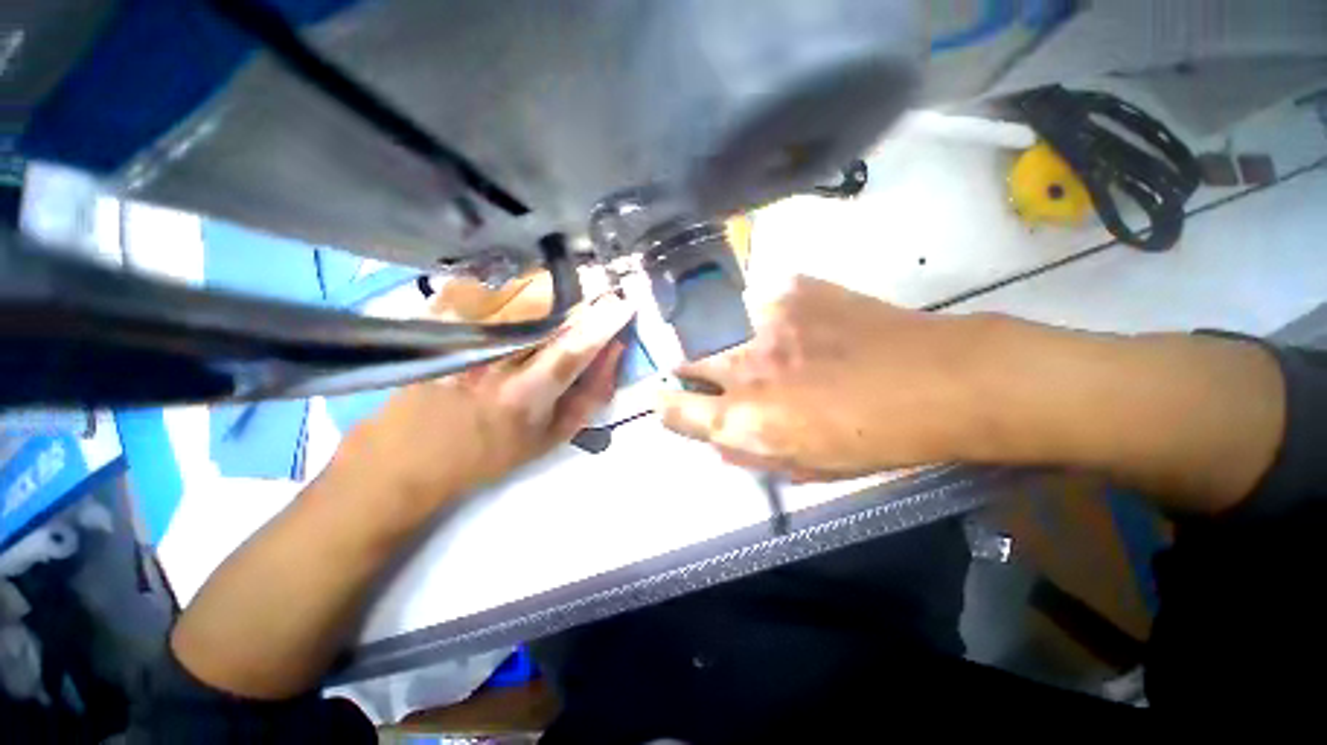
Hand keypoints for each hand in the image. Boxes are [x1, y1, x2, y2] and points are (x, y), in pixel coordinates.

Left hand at [326, 290, 633, 522]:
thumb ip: (591, 394)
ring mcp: (460, 337)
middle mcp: (492, 361)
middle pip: (543, 307)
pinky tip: (522, 289)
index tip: (625, 303)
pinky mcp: (437, 322)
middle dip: (579, 291)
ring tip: (565, 289)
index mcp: (525, 396)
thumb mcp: (553, 436)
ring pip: (514, 289)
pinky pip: (484, 285)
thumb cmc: (493, 452)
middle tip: (598, 287)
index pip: (573, 349)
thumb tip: (614, 350)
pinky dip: (512, 281)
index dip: (603, 322)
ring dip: (550, 284)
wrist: (411, 456)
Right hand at [658, 276, 986, 480]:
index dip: (665, 405)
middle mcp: (743, 365)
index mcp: (746, 418)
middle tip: (704, 369)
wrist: (938, 378)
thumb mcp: (806, 466)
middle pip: (685, 357)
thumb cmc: (873, 437)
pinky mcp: (790, 288)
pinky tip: (786, 324)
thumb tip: (715, 442)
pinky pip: (753, 301)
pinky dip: (757, 316)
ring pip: (714, 325)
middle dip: (687, 367)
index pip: (675, 409)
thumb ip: (750, 455)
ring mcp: (764, 319)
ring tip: (750, 345)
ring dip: (720, 339)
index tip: (665, 400)